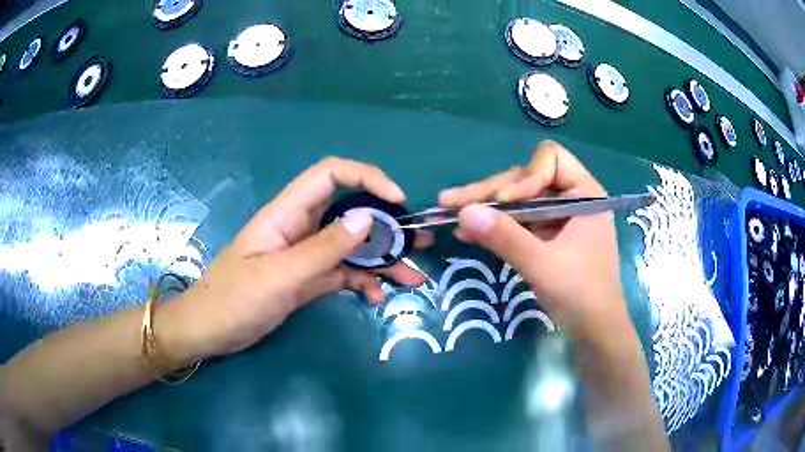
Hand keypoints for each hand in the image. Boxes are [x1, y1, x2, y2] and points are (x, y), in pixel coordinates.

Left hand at [166, 157, 431, 360]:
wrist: (209, 331)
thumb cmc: (234, 299)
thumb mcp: (281, 276)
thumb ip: (324, 248)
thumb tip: (368, 217)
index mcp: (287, 214)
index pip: (330, 175)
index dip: (366, 177)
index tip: (397, 200)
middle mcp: (300, 228)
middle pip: (349, 212)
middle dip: (386, 224)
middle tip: (418, 242)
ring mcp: (304, 255)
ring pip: (351, 247)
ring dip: (382, 259)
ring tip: (412, 279)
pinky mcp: (306, 279)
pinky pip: (342, 273)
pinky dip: (362, 281)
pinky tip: (376, 297)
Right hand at [438, 141, 626, 337]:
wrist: (594, 332)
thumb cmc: (581, 296)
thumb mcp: (543, 266)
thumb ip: (506, 238)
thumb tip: (464, 212)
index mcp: (584, 194)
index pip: (551, 160)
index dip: (526, 177)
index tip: (506, 202)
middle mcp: (571, 199)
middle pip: (526, 179)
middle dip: (491, 191)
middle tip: (451, 201)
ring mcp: (558, 218)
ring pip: (518, 201)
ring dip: (486, 208)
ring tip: (448, 212)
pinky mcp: (547, 237)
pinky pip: (518, 223)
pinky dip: (495, 227)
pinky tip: (468, 232)